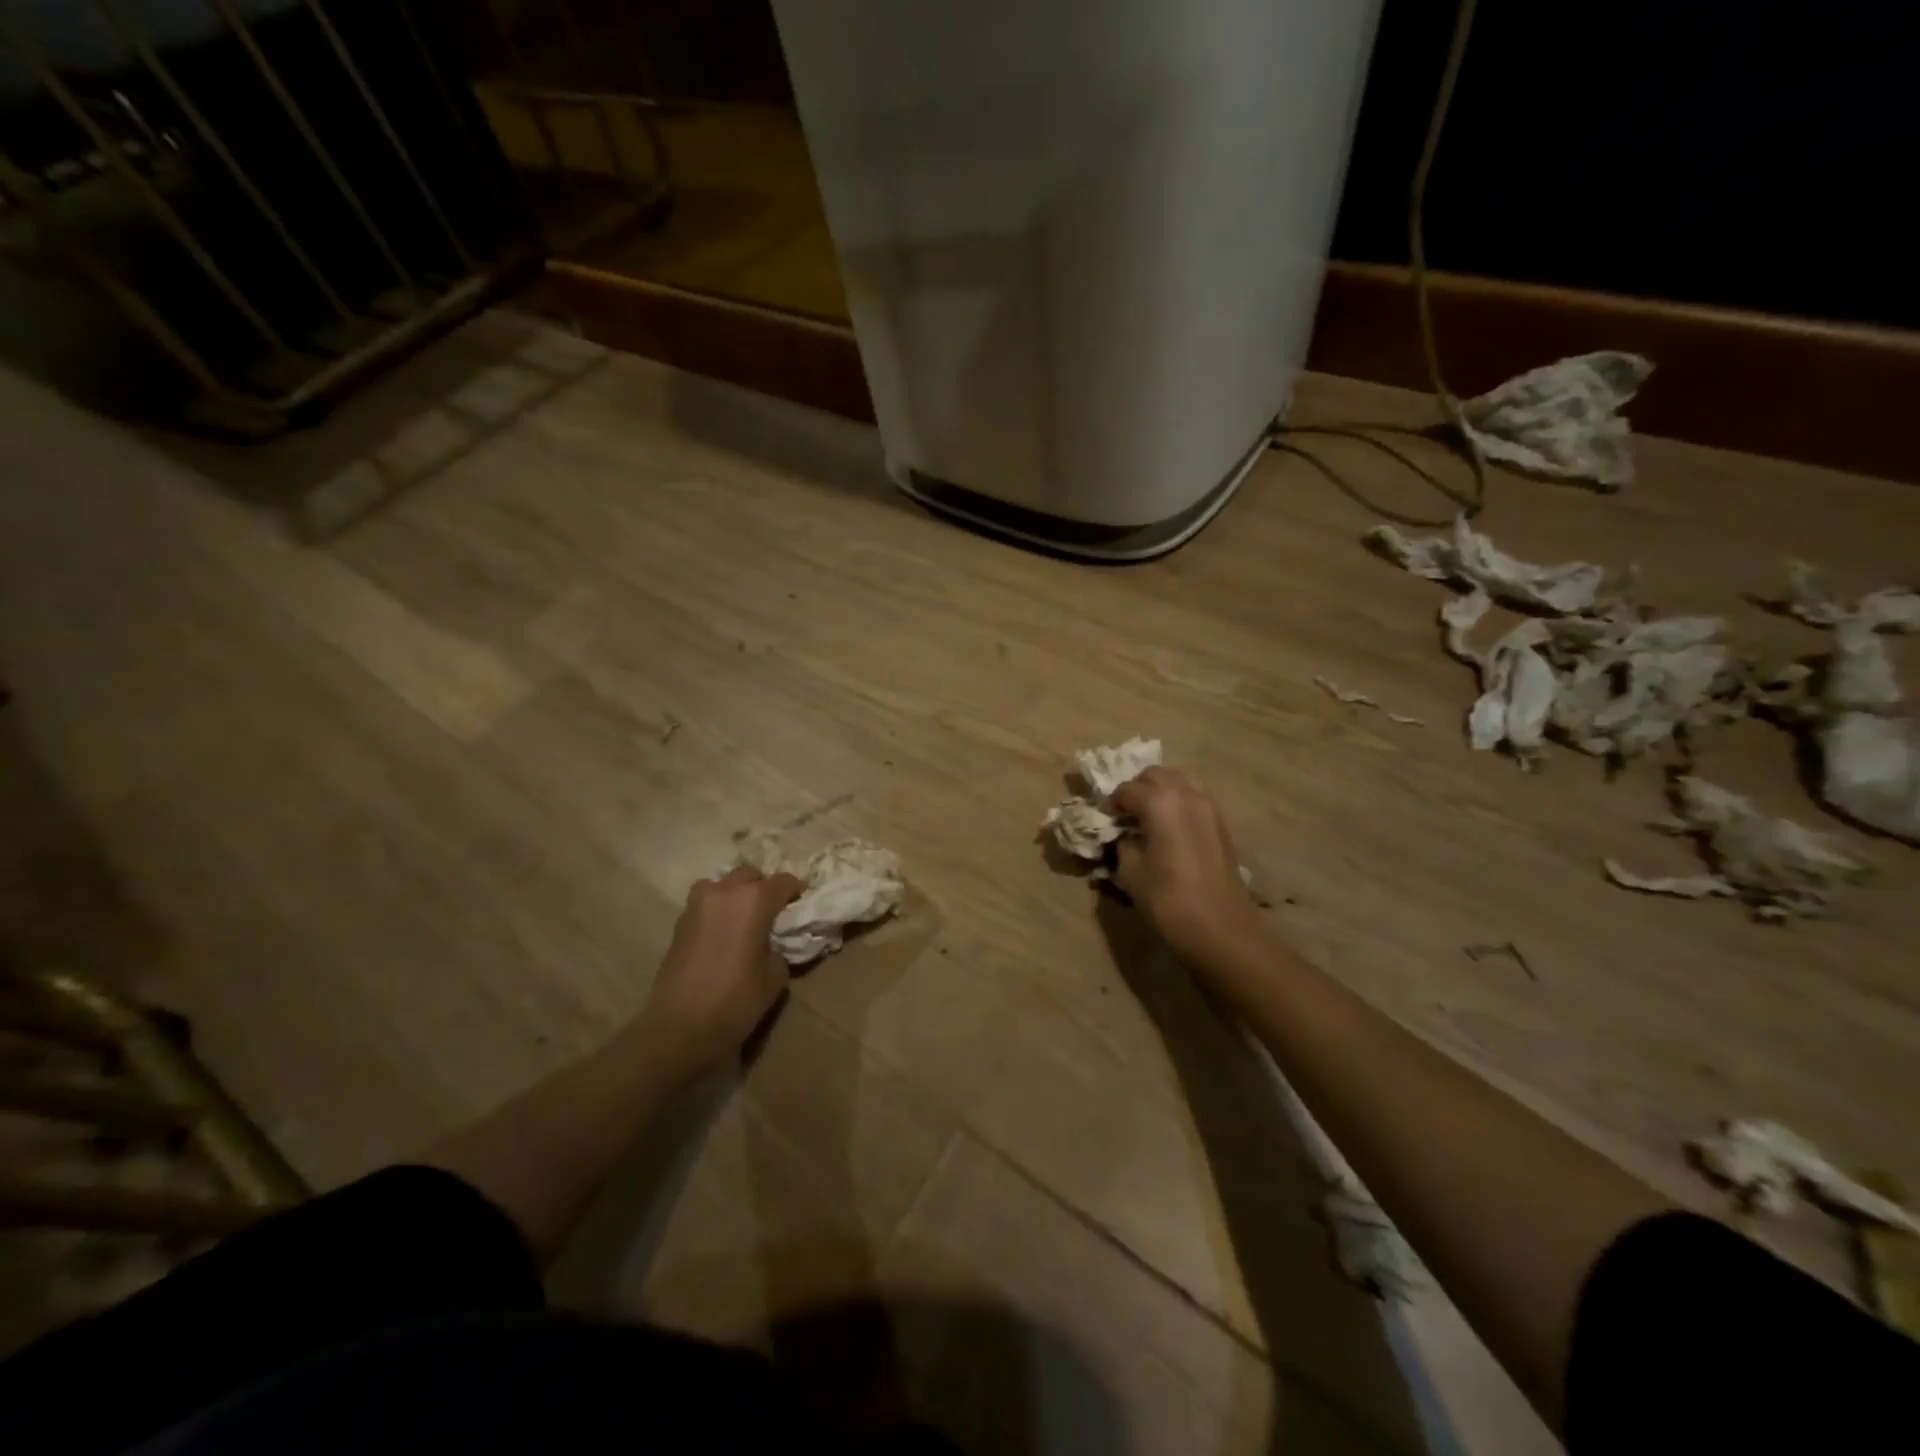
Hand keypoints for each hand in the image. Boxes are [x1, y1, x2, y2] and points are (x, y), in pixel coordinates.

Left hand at [634, 864, 803, 1081]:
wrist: (679, 1028)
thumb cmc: (736, 1001)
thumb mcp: (775, 976)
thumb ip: (779, 948)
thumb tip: (771, 943)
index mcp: (754, 900)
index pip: (784, 881)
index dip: (796, 892)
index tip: (800, 907)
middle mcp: (724, 892)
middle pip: (750, 875)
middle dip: (764, 888)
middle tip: (773, 912)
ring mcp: (697, 906)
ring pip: (723, 885)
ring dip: (736, 895)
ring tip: (744, 921)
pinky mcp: (679, 923)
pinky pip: (706, 905)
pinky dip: (718, 911)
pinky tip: (724, 936)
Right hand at [1109, 767, 1265, 966]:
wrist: (1221, 928)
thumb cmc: (1168, 899)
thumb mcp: (1130, 871)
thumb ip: (1123, 843)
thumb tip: (1125, 835)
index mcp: (1160, 802)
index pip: (1127, 790)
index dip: (1112, 803)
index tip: (1105, 819)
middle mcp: (1187, 794)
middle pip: (1156, 775)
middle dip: (1137, 788)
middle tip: (1125, 813)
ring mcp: (1209, 807)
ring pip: (1180, 781)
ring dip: (1161, 792)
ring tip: (1148, 817)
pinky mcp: (1221, 824)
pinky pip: (1195, 799)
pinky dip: (1178, 803)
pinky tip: (1169, 829)